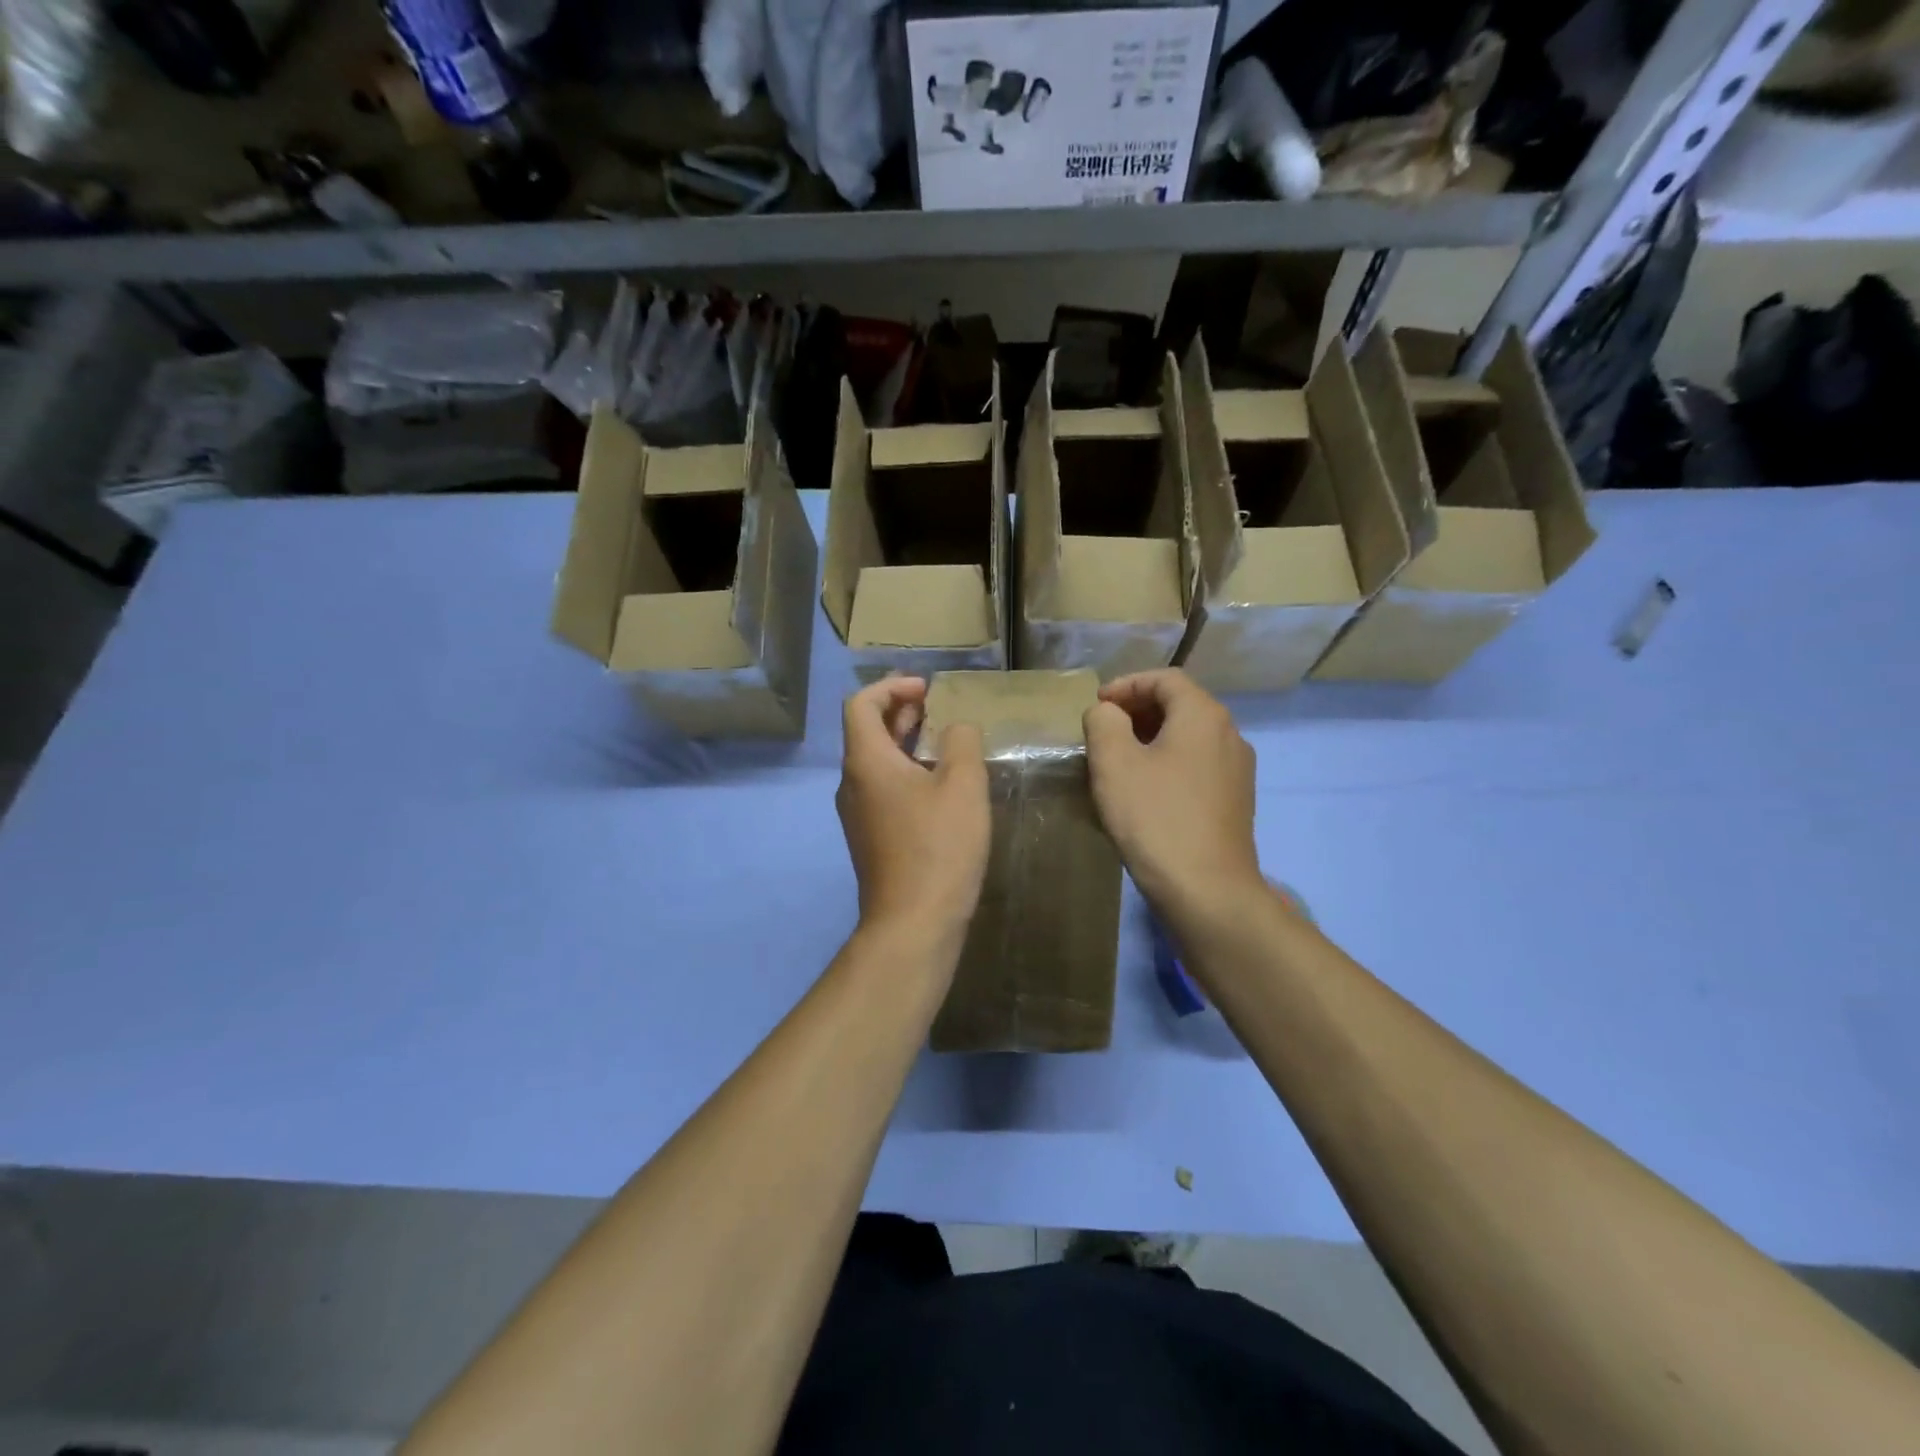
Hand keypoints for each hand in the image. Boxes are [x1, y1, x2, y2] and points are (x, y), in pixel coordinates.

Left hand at [836, 677, 989, 942]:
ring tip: (941, 742)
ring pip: (874, 762)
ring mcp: (857, 814)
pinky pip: (881, 789)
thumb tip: (956, 728)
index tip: (926, 689)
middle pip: (865, 731)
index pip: (861, 704)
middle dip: (899, 712)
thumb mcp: (963, 785)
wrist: (913, 923)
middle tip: (936, 708)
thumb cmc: (939, 847)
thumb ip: (961, 742)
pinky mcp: (869, 838)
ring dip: (903, 742)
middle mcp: (851, 783)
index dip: (891, 687)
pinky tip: (938, 786)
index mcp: (866, 762)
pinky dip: (904, 772)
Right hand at [1082, 669, 1260, 922]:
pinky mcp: (1235, 802)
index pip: (1165, 678)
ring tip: (1118, 762)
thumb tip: (1108, 713)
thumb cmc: (1155, 818)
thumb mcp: (1114, 763)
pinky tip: (1145, 792)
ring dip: (1151, 739)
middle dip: (1138, 711)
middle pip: (1180, 705)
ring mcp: (1237, 770)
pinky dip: (1168, 764)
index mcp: (1203, 715)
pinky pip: (1197, 766)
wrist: (1207, 891)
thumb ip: (1103, 722)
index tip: (1096, 707)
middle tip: (1103, 732)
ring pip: (1189, 738)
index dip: (1126, 685)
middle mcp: (1229, 734)